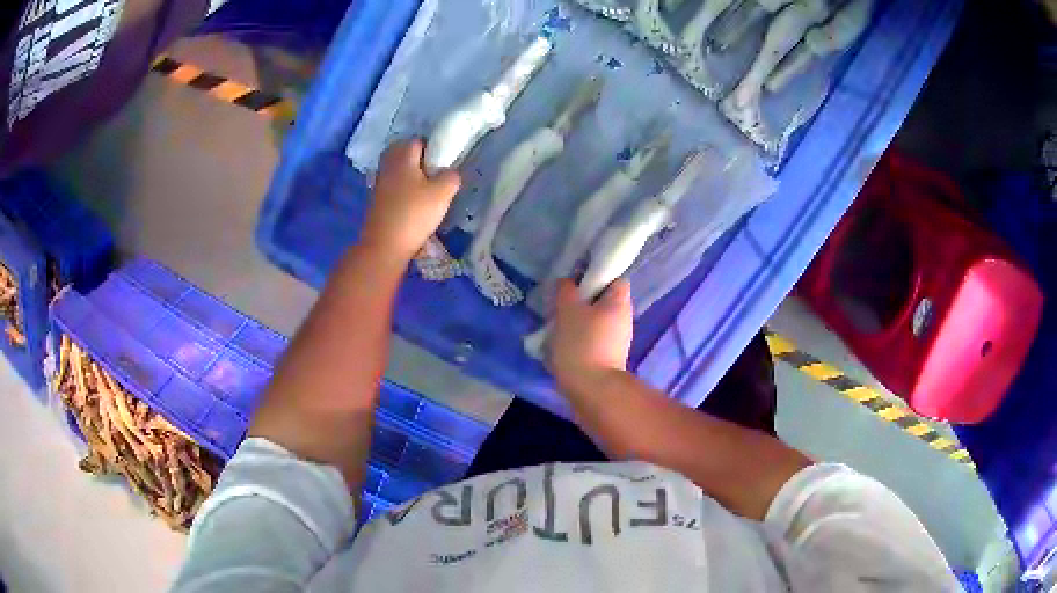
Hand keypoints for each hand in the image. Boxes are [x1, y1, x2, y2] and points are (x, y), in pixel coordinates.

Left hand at [361, 139, 460, 260]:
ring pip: (396, 171)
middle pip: (402, 153)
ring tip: (425, 189)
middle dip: (417, 159)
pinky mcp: (376, 202)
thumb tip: (450, 172)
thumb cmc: (414, 214)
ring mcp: (379, 185)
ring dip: (409, 175)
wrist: (385, 246)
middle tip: (433, 172)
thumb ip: (450, 177)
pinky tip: (413, 202)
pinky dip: (401, 189)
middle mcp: (388, 167)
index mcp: (403, 158)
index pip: (416, 141)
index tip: (442, 161)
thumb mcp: (442, 193)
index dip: (431, 147)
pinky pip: (391, 186)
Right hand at [549, 278, 633, 387]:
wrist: (593, 389)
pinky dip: (579, 341)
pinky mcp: (609, 359)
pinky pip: (593, 341)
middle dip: (583, 301)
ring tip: (557, 327)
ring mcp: (618, 341)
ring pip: (597, 322)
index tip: (577, 282)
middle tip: (561, 304)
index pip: (616, 279)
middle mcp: (624, 319)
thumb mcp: (567, 309)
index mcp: (620, 302)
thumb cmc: (582, 343)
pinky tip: (563, 347)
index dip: (597, 276)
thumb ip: (566, 290)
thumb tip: (567, 282)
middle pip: (604, 301)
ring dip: (579, 322)